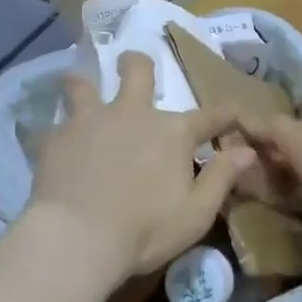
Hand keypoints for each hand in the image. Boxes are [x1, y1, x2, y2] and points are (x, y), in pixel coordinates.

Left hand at [29, 52, 252, 282]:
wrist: (77, 237)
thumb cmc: (145, 230)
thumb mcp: (196, 213)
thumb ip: (222, 178)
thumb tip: (247, 151)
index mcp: (172, 132)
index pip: (209, 116)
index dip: (226, 113)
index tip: (235, 110)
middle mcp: (133, 113)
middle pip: (137, 71)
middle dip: (138, 64)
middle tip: (133, 66)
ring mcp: (91, 120)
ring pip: (83, 84)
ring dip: (84, 84)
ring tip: (79, 87)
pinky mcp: (56, 136)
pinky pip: (54, 123)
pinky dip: (57, 130)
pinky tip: (53, 142)